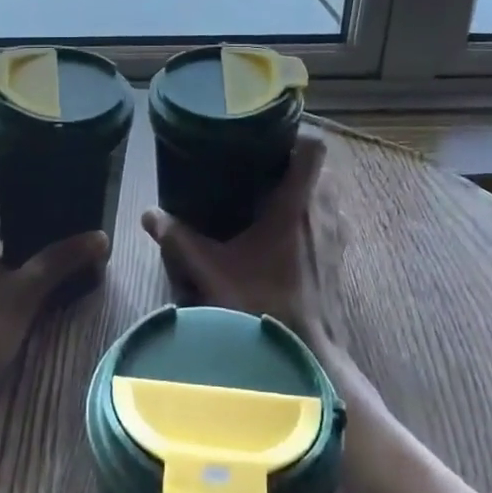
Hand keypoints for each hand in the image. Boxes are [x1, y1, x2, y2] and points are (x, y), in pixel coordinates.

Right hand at [139, 131, 336, 351]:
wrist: (307, 359)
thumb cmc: (261, 306)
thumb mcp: (211, 272)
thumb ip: (179, 240)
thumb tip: (149, 215)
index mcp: (296, 204)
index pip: (314, 148)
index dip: (297, 134)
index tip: (272, 135)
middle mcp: (323, 213)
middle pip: (322, 168)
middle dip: (296, 164)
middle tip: (264, 167)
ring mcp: (337, 238)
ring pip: (330, 195)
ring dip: (309, 191)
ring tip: (276, 198)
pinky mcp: (342, 261)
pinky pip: (334, 222)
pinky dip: (317, 218)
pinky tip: (290, 236)